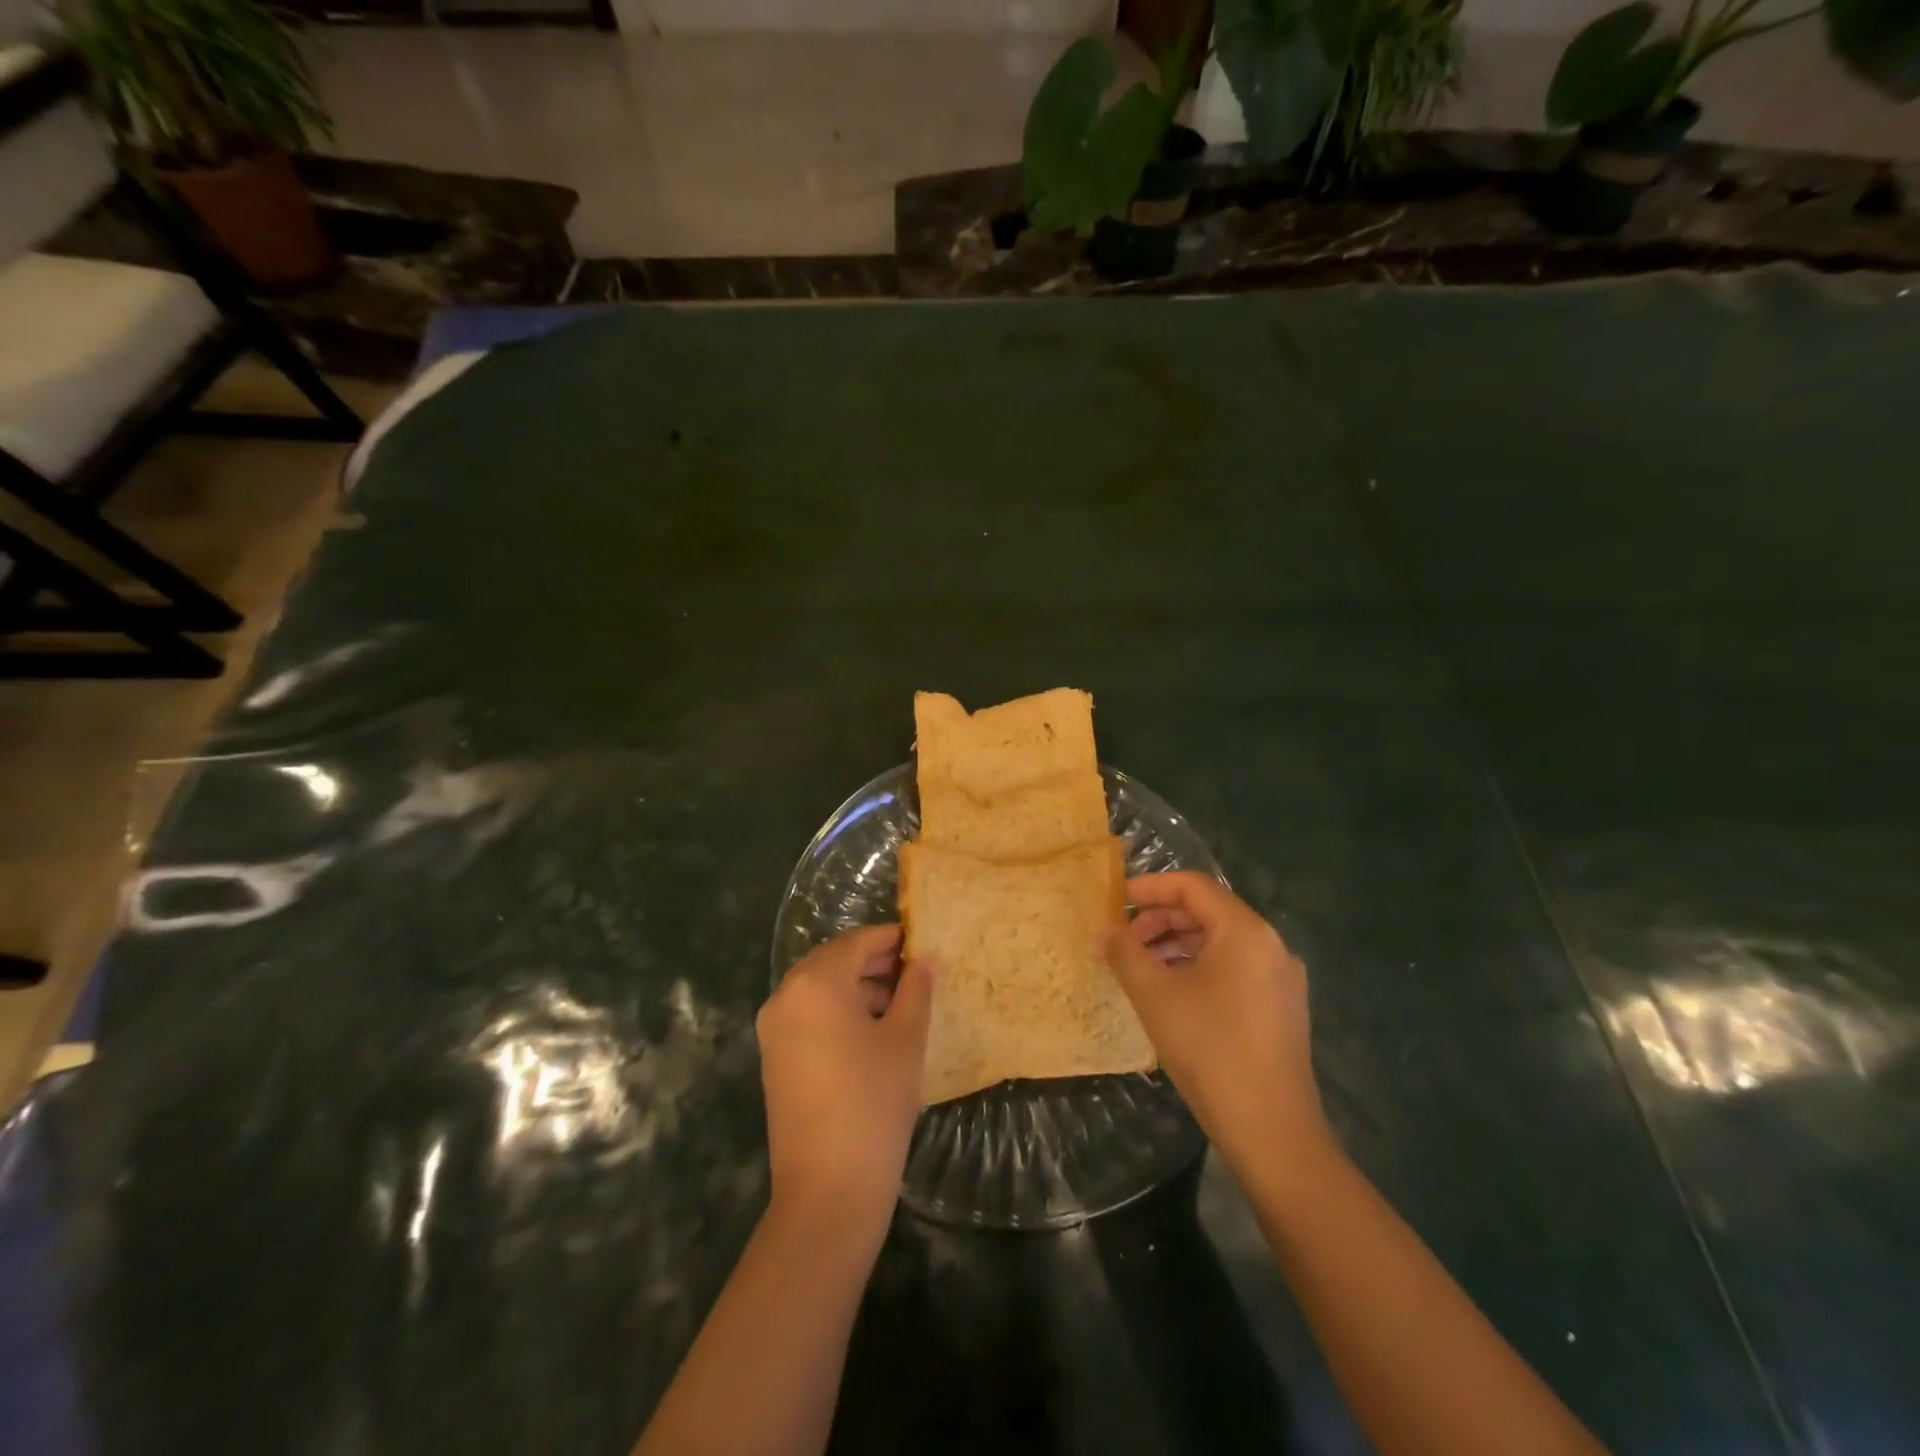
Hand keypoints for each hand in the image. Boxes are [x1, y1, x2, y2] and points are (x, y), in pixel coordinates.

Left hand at [757, 925, 935, 1229]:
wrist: (828, 1189)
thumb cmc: (874, 1100)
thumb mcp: (905, 1038)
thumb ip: (916, 989)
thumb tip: (924, 960)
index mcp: (815, 982)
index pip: (857, 942)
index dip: (892, 938)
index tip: (922, 942)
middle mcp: (785, 996)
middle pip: (834, 962)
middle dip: (875, 962)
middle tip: (916, 972)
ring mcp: (774, 1029)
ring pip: (820, 989)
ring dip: (858, 987)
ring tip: (901, 1003)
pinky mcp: (774, 1058)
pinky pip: (809, 1016)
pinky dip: (839, 1012)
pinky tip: (873, 1032)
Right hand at [1103, 873, 1329, 1175]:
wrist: (1272, 1130)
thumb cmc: (1210, 1050)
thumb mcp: (1156, 996)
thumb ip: (1125, 954)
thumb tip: (1104, 931)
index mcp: (1245, 931)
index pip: (1193, 886)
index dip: (1150, 887)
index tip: (1116, 900)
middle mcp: (1271, 945)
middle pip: (1208, 912)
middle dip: (1161, 920)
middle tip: (1124, 940)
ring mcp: (1281, 978)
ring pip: (1221, 942)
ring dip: (1177, 945)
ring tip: (1141, 967)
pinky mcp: (1282, 1007)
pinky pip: (1235, 968)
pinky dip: (1199, 967)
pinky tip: (1173, 992)